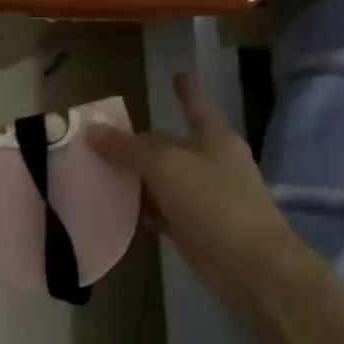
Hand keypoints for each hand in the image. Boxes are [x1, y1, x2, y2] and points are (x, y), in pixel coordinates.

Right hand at [85, 73, 316, 319]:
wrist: (252, 268)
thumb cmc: (214, 202)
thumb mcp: (165, 165)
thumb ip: (127, 147)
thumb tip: (92, 131)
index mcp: (214, 140)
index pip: (197, 107)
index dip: (186, 91)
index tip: (177, 75)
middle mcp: (210, 164)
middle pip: (170, 144)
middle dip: (140, 140)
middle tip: (102, 133)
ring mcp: (203, 198)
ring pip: (161, 178)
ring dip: (134, 174)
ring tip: (96, 166)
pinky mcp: (193, 228)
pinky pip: (158, 210)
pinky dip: (138, 206)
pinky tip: (112, 203)